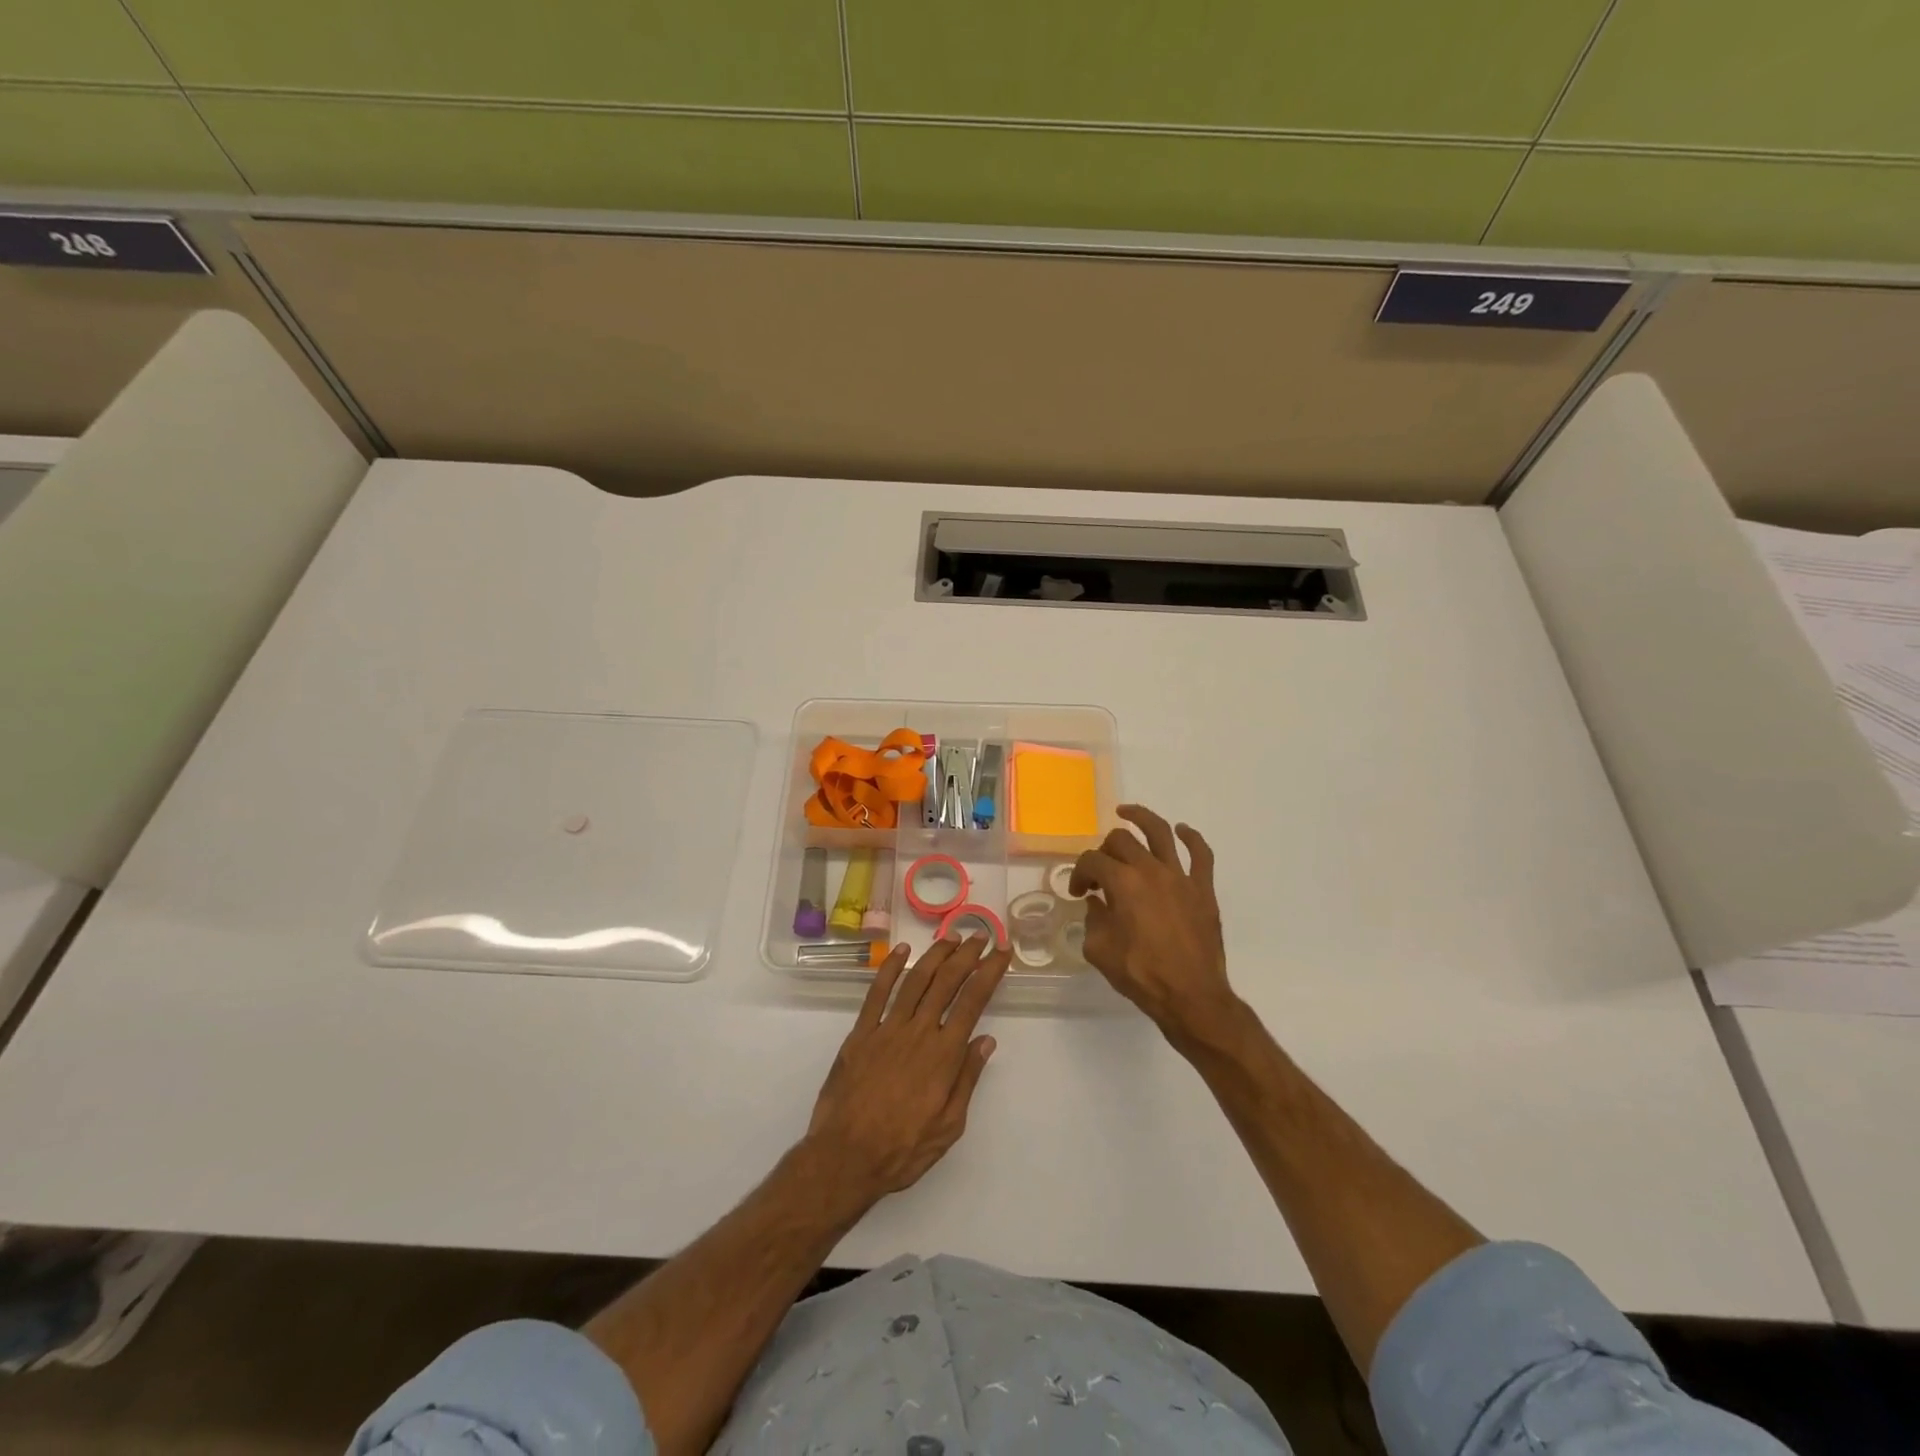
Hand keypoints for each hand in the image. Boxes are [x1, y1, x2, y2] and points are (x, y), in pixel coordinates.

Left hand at [805, 936, 1008, 1201]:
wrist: (845, 1157)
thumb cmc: (903, 1149)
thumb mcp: (949, 1125)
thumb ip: (967, 1079)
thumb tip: (986, 1040)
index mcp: (944, 1054)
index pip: (973, 1001)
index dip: (989, 972)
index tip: (1002, 953)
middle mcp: (918, 1032)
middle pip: (947, 981)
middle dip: (967, 955)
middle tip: (980, 936)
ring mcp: (887, 1029)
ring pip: (915, 980)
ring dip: (935, 954)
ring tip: (950, 937)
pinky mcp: (861, 1033)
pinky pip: (877, 992)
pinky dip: (890, 968)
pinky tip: (902, 951)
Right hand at [1071, 805, 1239, 1044]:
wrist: (1191, 996)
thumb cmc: (1141, 974)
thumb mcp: (1099, 950)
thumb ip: (1093, 920)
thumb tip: (1098, 904)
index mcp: (1122, 883)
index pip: (1092, 861)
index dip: (1079, 873)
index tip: (1079, 893)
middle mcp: (1150, 869)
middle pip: (1121, 840)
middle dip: (1103, 851)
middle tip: (1101, 872)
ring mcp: (1180, 876)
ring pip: (1160, 832)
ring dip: (1141, 817)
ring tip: (1127, 812)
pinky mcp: (1203, 889)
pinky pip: (1201, 854)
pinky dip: (1191, 838)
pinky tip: (1182, 831)